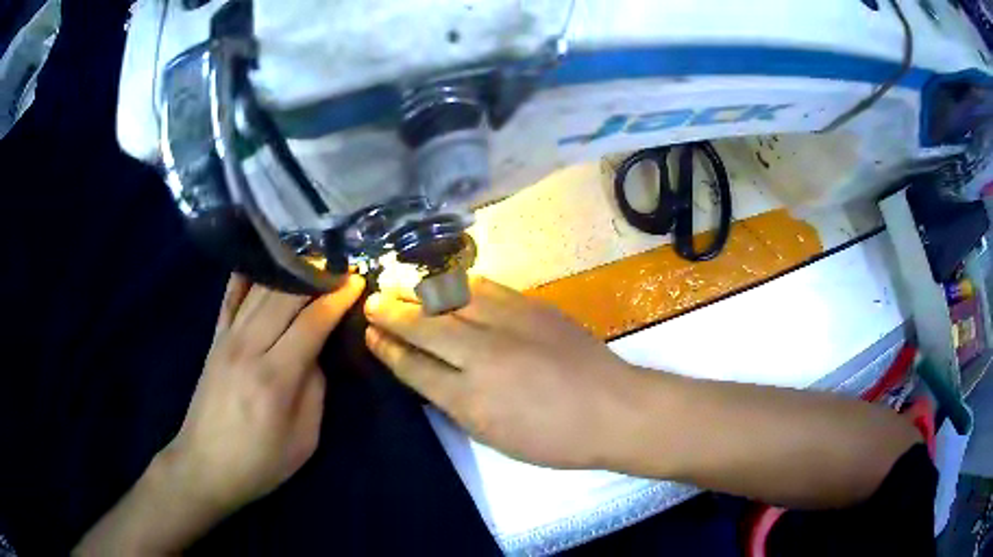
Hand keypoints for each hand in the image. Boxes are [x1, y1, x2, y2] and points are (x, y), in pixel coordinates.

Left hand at [164, 273, 364, 511]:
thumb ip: (314, 392)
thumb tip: (314, 355)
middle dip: (314, 277)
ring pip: (259, 291)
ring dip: (286, 272)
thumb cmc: (259, 463)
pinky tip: (260, 262)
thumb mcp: (303, 441)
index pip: (311, 323)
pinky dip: (246, 277)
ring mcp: (226, 340)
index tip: (355, 281)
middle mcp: (248, 349)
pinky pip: (229, 298)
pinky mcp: (214, 341)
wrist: (204, 466)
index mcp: (275, 378)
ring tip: (309, 262)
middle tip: (337, 268)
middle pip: (284, 297)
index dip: (336, 299)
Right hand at [364, 276, 644, 468]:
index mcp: (469, 399)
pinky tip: (444, 279)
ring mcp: (508, 325)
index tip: (370, 335)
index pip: (414, 367)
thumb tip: (429, 376)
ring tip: (395, 281)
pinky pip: (485, 287)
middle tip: (371, 300)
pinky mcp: (532, 307)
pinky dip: (458, 283)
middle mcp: (481, 355)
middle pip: (425, 327)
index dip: (389, 349)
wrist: (614, 409)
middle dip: (392, 313)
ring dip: (418, 290)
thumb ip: (456, 404)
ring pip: (450, 299)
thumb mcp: (495, 436)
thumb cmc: (555, 438)